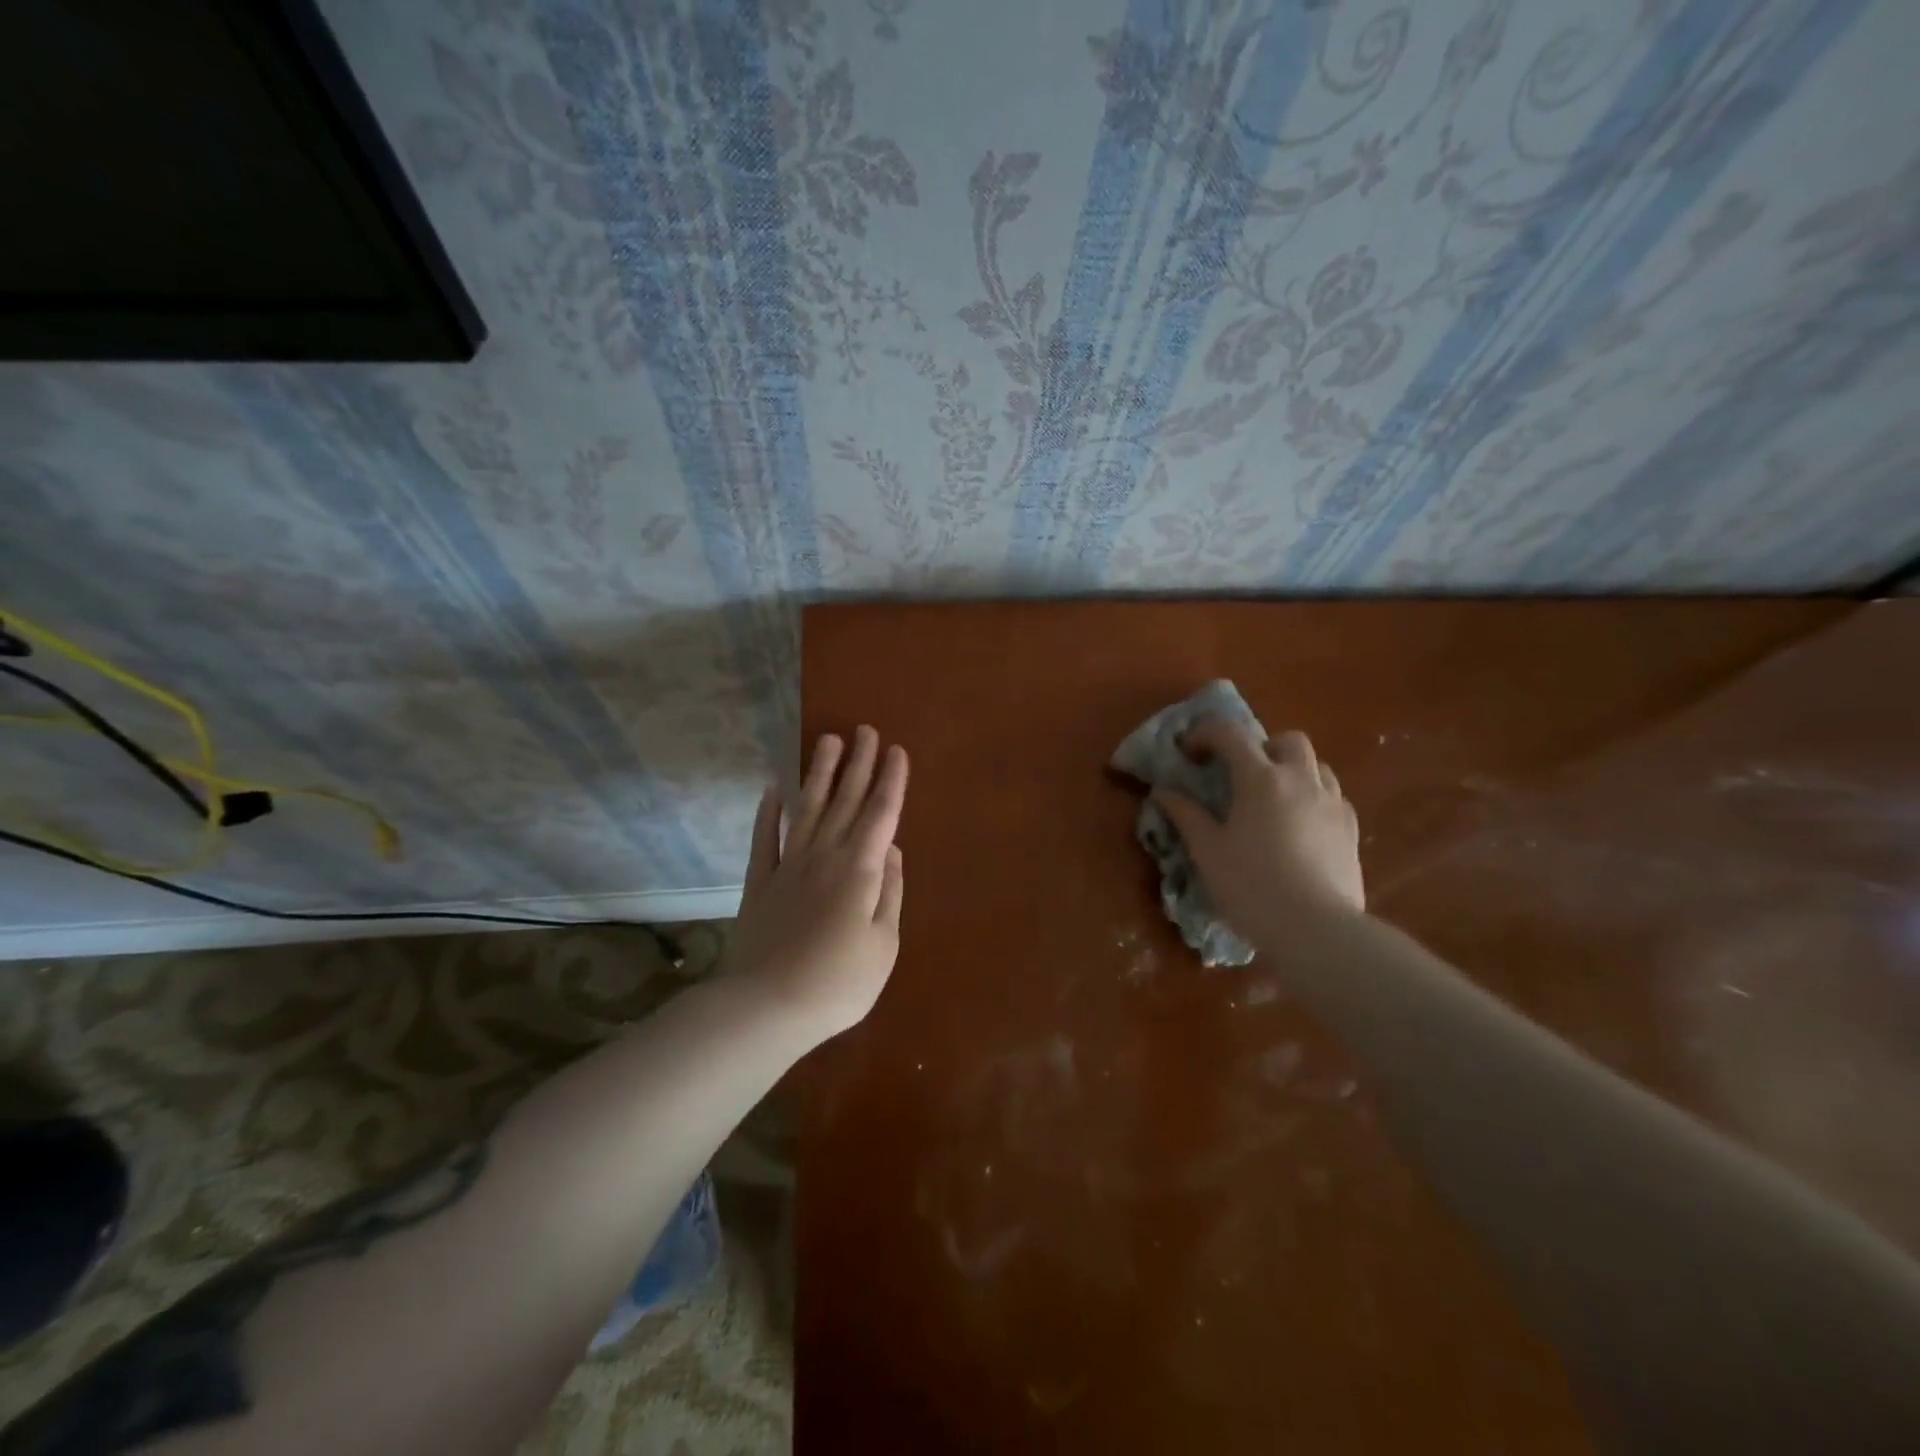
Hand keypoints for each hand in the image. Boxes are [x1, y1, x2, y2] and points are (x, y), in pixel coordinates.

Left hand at [726, 726, 907, 1043]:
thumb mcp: (884, 944)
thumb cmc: (838, 983)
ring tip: (827, 740)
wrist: (767, 1008)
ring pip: (807, 808)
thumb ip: (889, 892)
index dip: (891, 781)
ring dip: (819, 773)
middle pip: (845, 801)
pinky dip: (768, 812)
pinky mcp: (759, 882)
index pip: (880, 814)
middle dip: (858, 763)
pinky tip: (773, 789)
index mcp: (859, 870)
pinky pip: (764, 838)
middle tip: (864, 729)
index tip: (896, 750)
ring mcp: (788, 866)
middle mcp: (824, 856)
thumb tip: (890, 849)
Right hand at [1153, 720, 1363, 941]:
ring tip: (1273, 800)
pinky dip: (1313, 798)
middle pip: (1286, 740)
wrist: (1317, 930)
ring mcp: (1332, 803)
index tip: (1189, 754)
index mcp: (1261, 779)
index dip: (1205, 734)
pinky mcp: (1351, 829)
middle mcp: (1301, 780)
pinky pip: (1333, 796)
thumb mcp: (1207, 851)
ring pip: (1317, 765)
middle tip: (1241, 775)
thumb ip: (1186, 816)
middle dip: (1261, 747)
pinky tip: (1300, 826)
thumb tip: (1164, 792)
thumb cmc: (1252, 886)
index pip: (1230, 734)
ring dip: (1292, 770)